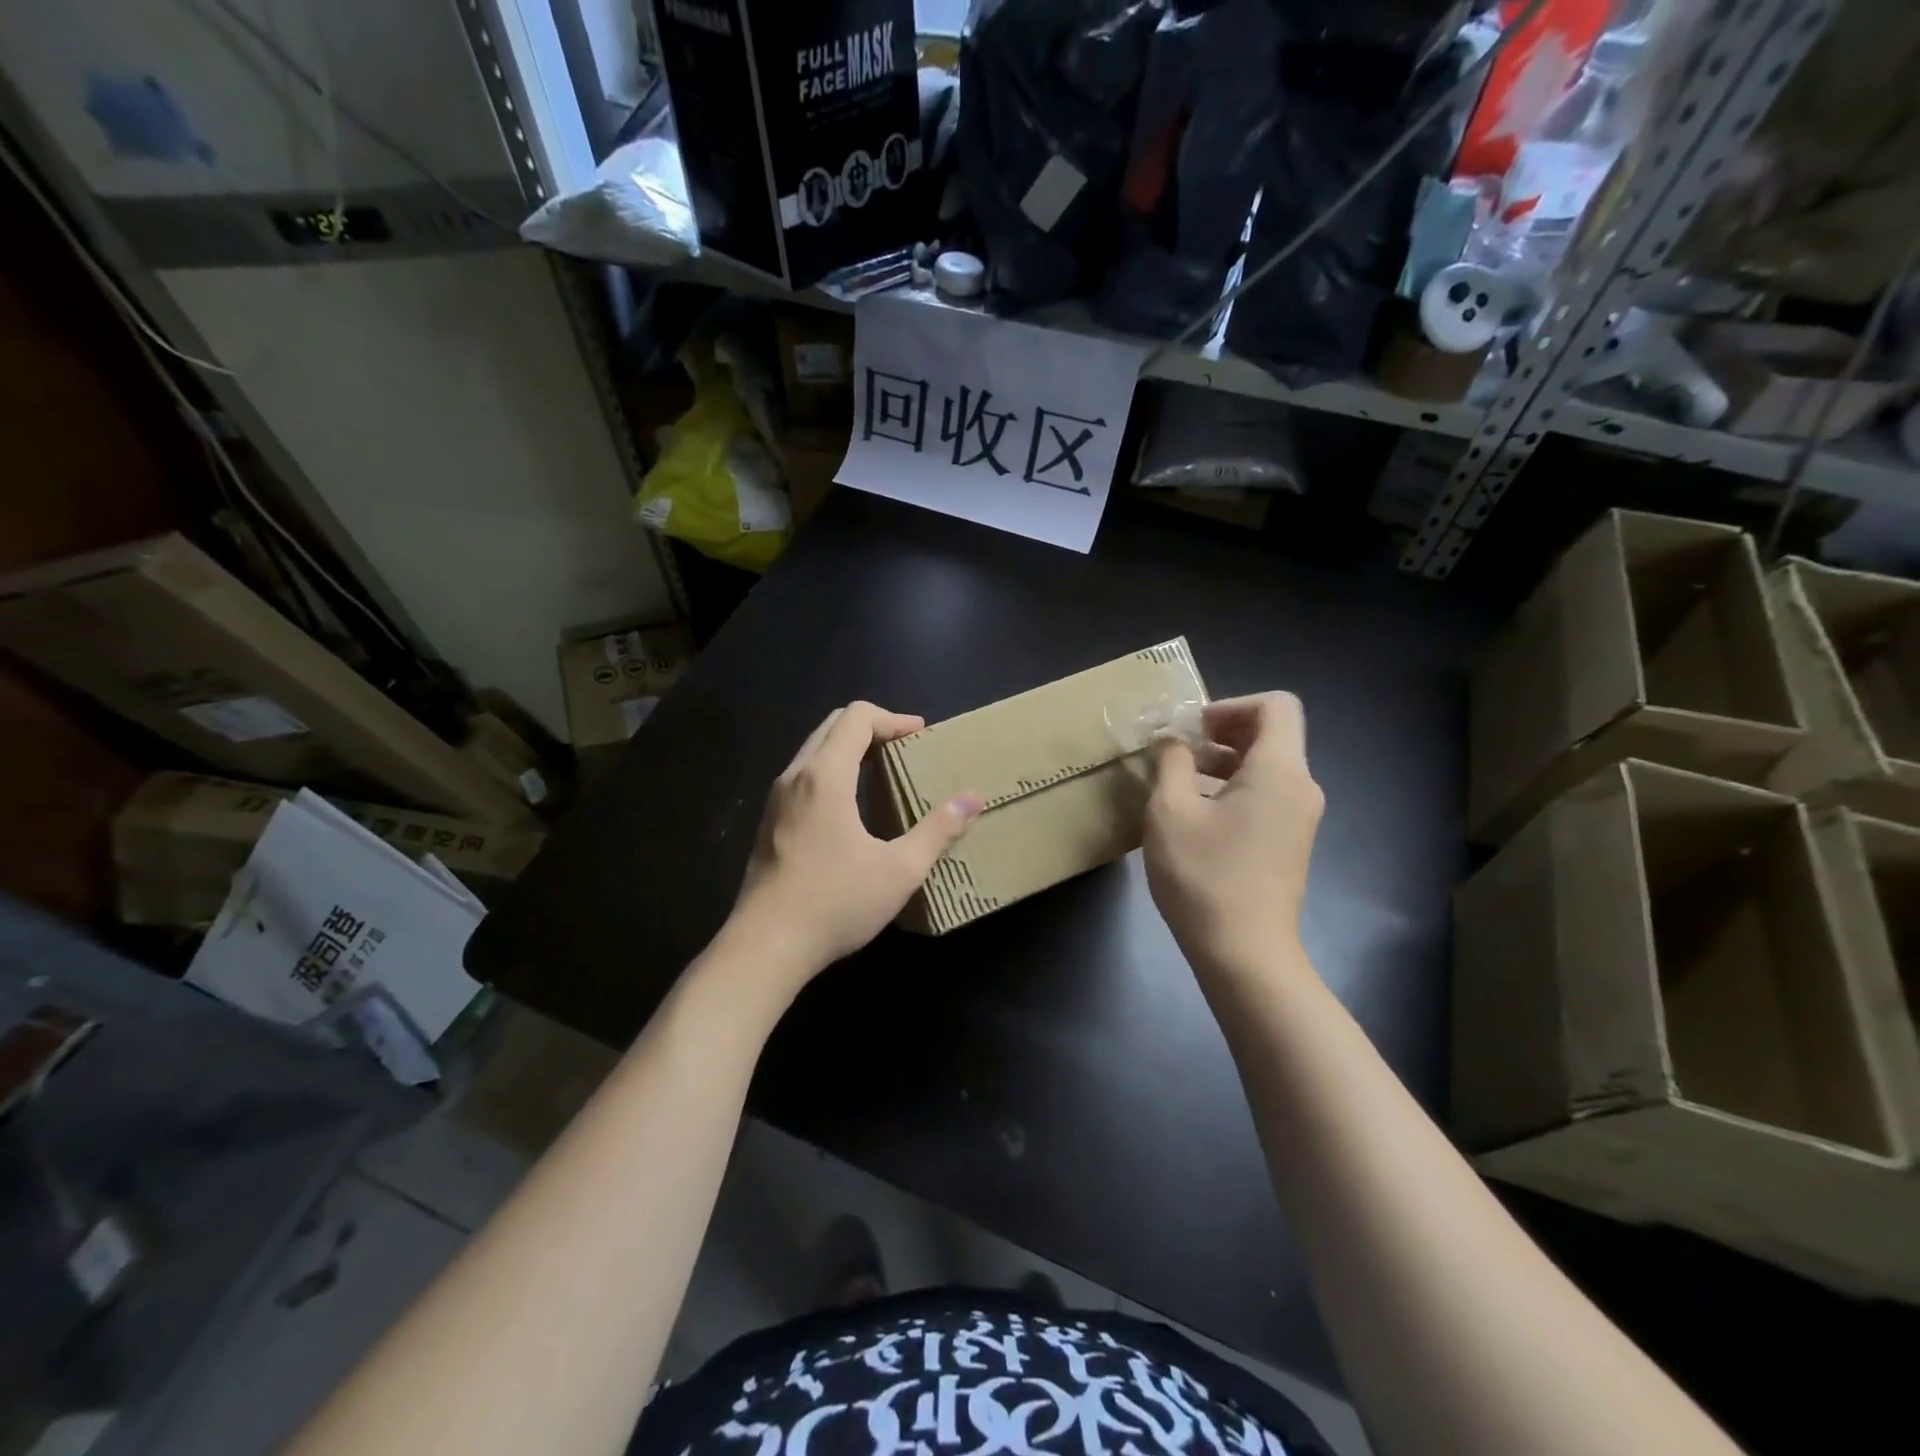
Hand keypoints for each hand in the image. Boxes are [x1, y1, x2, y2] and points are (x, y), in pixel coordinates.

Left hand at [726, 702, 980, 987]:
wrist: (765, 946)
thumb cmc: (835, 902)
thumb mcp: (899, 870)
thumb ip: (938, 830)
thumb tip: (973, 799)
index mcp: (825, 776)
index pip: (857, 717)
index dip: (893, 719)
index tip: (921, 735)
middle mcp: (795, 776)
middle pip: (832, 725)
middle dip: (871, 727)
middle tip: (904, 748)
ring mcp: (777, 800)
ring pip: (813, 750)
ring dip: (848, 748)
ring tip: (882, 771)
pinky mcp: (769, 823)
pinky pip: (803, 776)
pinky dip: (831, 770)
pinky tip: (851, 807)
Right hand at [1143, 693, 1323, 979]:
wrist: (1244, 954)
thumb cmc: (1205, 877)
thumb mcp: (1170, 812)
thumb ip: (1170, 762)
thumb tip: (1172, 740)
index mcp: (1279, 770)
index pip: (1275, 706)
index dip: (1230, 706)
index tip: (1191, 730)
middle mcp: (1300, 787)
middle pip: (1270, 734)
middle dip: (1220, 733)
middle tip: (1176, 752)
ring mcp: (1299, 818)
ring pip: (1264, 767)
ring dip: (1221, 763)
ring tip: (1175, 784)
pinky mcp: (1289, 842)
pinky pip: (1265, 796)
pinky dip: (1232, 790)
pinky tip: (1194, 817)